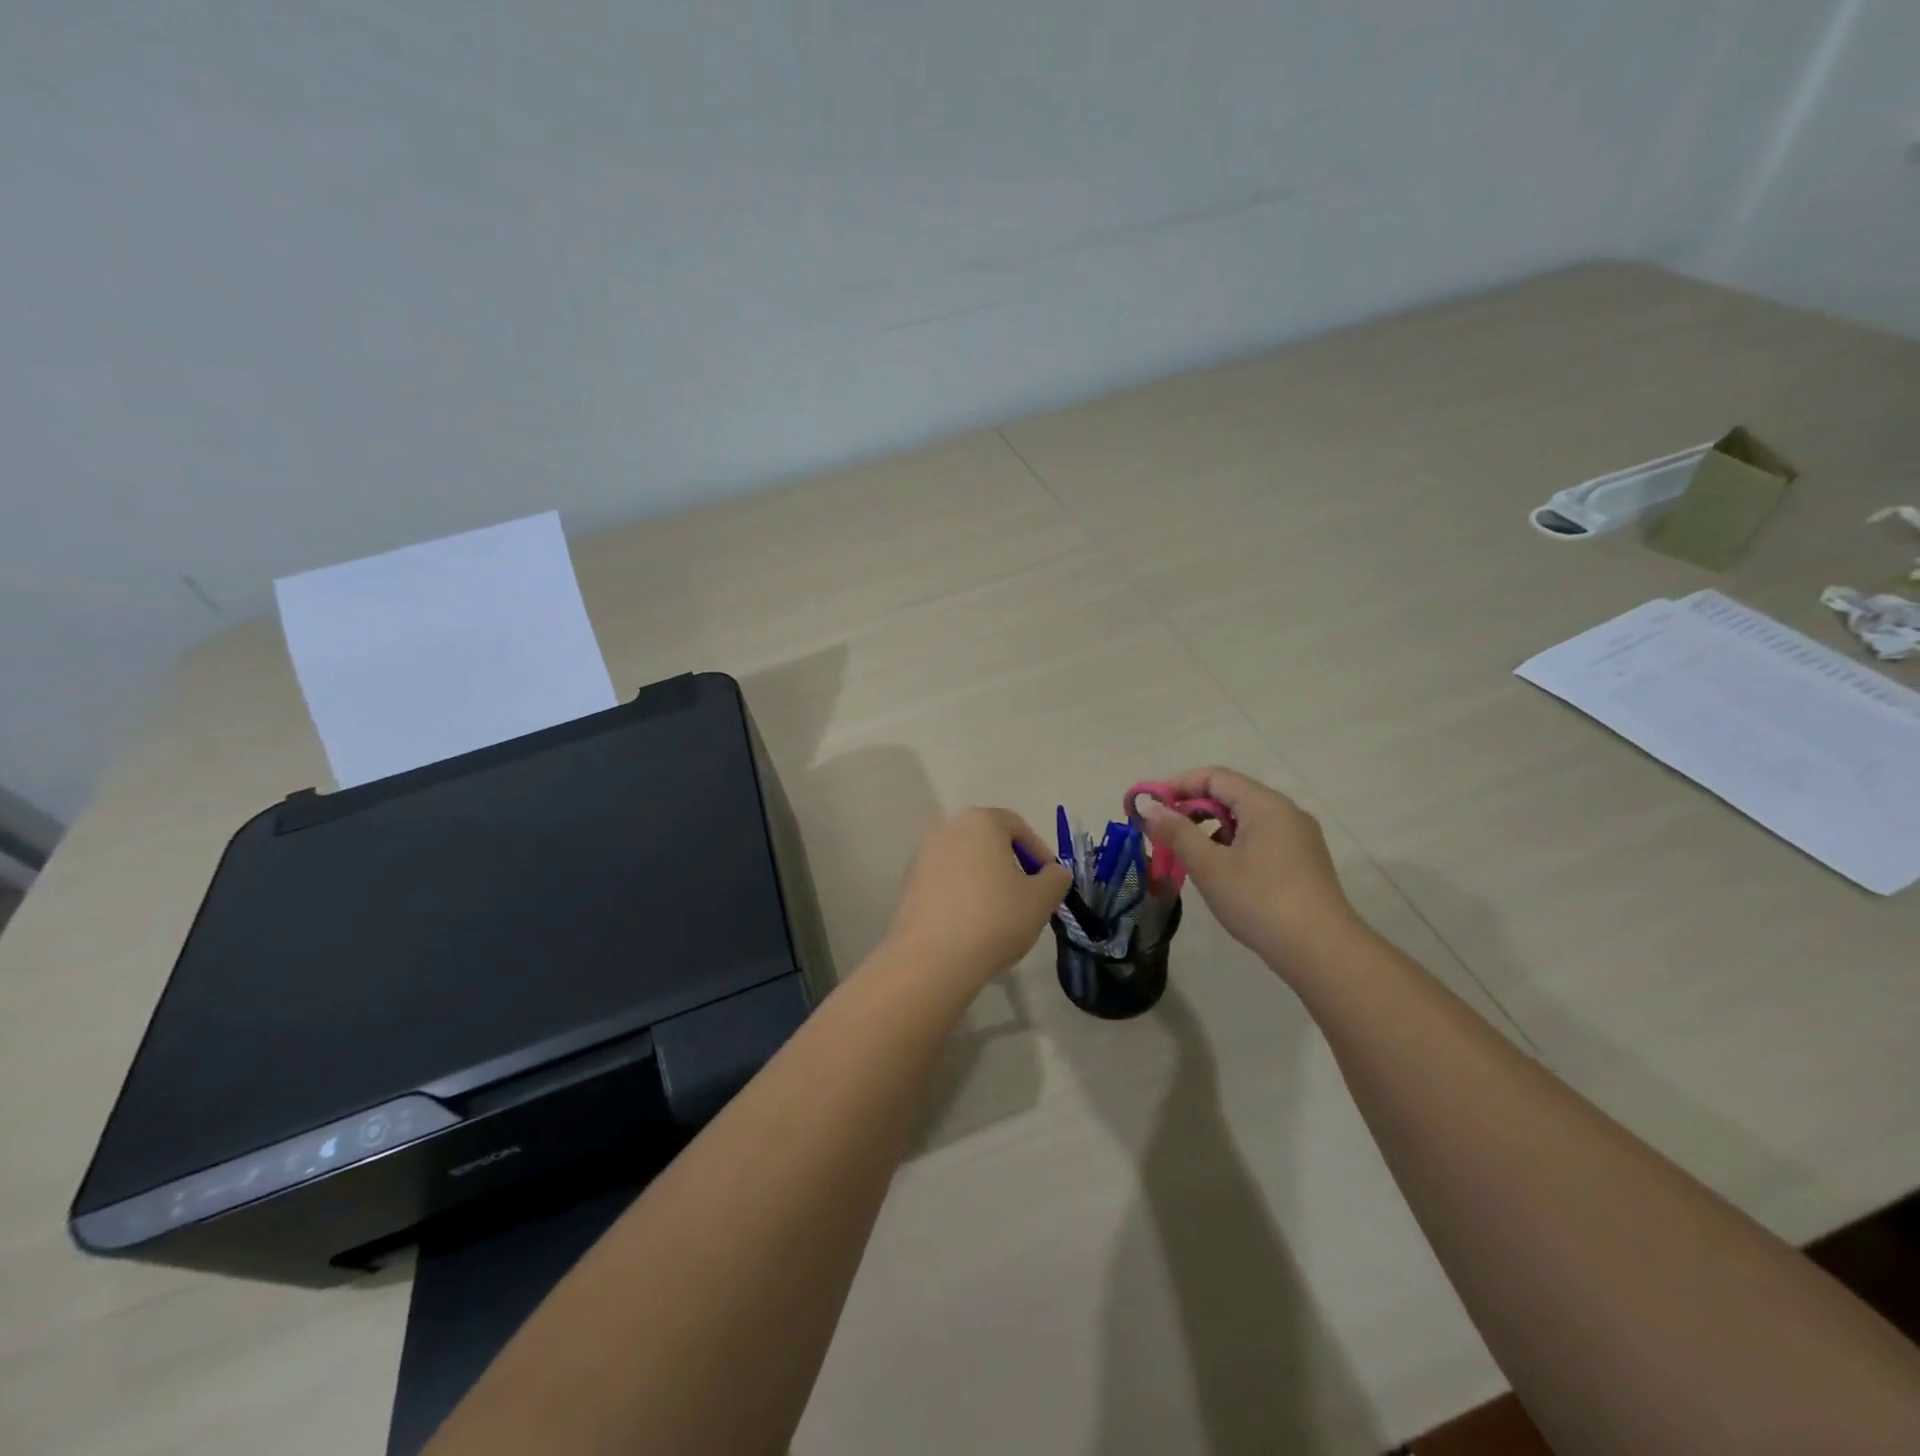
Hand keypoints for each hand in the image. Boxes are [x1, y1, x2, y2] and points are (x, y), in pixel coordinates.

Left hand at [882, 808, 1070, 990]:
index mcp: (981, 822)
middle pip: (989, 842)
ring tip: (1001, 915)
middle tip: (1028, 897)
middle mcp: (948, 830)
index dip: (1039, 852)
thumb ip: (1055, 879)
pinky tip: (973, 926)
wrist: (933, 959)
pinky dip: (963, 896)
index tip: (1049, 881)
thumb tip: (1054, 873)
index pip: (1017, 826)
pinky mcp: (909, 885)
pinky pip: (946, 883)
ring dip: (986, 881)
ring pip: (966, 863)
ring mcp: (923, 856)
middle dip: (1011, 865)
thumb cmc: (996, 918)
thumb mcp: (1041, 899)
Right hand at [1133, 768, 1359, 969]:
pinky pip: (1260, 840)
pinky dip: (1233, 846)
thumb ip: (1176, 832)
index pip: (1214, 777)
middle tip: (1164, 834)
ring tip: (1189, 857)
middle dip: (1192, 810)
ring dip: (1211, 830)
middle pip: (1230, 795)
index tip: (1150, 808)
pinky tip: (1221, 874)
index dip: (1177, 785)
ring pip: (1245, 820)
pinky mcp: (1304, 862)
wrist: (1321, 951)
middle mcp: (1286, 812)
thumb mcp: (1209, 866)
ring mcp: (1299, 838)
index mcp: (1265, 804)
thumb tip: (1150, 809)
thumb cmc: (1260, 900)